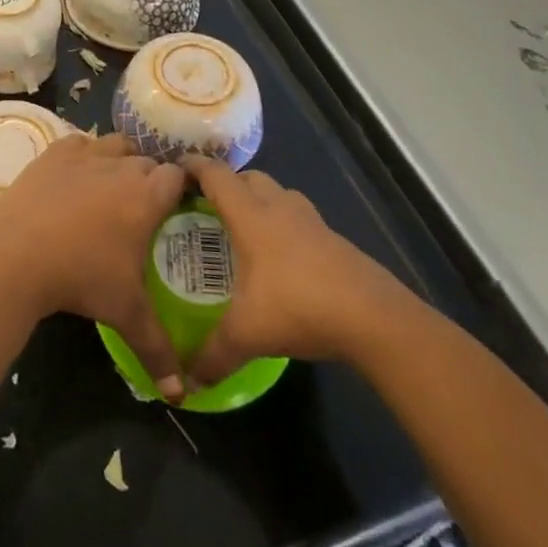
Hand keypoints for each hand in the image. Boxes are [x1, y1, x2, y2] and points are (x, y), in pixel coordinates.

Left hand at [0, 133, 188, 398]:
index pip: (178, 177)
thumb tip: (180, 394)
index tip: (178, 207)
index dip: (181, 188)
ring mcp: (86, 155)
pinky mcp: (54, 153)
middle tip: (146, 208)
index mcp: (147, 196)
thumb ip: (158, 349)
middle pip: (148, 161)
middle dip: (152, 179)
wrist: (15, 254)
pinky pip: (80, 143)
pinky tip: (78, 176)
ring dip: (122, 160)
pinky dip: (85, 154)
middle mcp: (121, 166)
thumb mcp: (125, 314)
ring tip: (114, 187)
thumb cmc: (80, 278)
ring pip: (116, 145)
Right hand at [183, 156, 409, 381]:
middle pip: (248, 178)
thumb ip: (214, 354)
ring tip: (244, 228)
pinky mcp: (332, 238)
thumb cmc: (298, 306)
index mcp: (250, 216)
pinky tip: (281, 257)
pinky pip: (298, 217)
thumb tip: (189, 379)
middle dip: (226, 184)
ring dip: (258, 200)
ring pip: (277, 193)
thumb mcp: (247, 334)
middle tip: (207, 206)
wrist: (372, 316)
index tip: (175, 169)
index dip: (194, 167)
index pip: (216, 176)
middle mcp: (278, 207)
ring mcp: (310, 220)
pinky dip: (283, 224)